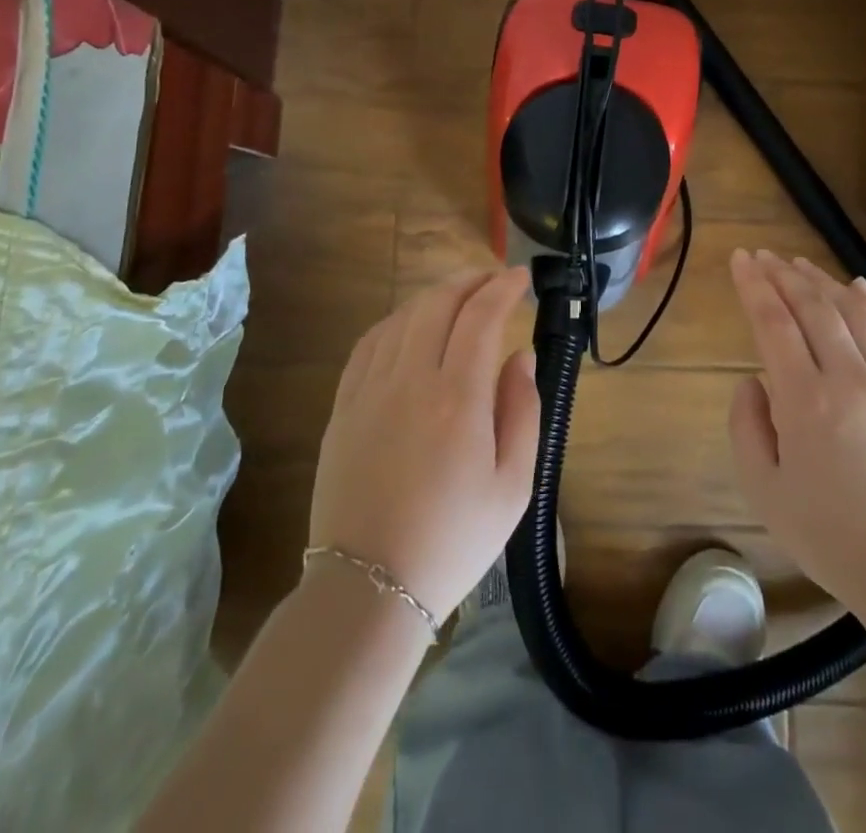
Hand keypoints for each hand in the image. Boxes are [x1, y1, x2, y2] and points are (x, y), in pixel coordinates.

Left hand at [309, 268, 539, 622]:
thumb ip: (523, 411)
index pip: (481, 317)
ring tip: (458, 296)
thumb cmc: (454, 540)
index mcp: (458, 399)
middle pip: (438, 304)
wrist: (370, 587)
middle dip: (469, 280)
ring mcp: (369, 391)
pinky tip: (409, 325)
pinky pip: (368, 344)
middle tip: (492, 279)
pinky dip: (395, 321)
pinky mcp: (343, 407)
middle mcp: (410, 381)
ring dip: (434, 296)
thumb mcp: (513, 486)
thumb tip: (520, 356)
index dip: (502, 288)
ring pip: (402, 317)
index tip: (520, 278)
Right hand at [726, 250, 865, 614]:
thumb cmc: (833, 538)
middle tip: (762, 256)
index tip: (740, 259)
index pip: (774, 323)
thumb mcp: (765, 492)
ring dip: (823, 281)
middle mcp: (849, 378)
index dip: (754, 286)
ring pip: (854, 313)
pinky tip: (858, 288)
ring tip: (799, 263)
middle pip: (814, 307)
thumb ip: (747, 428)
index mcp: (806, 402)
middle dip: (783, 274)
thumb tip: (754, 382)